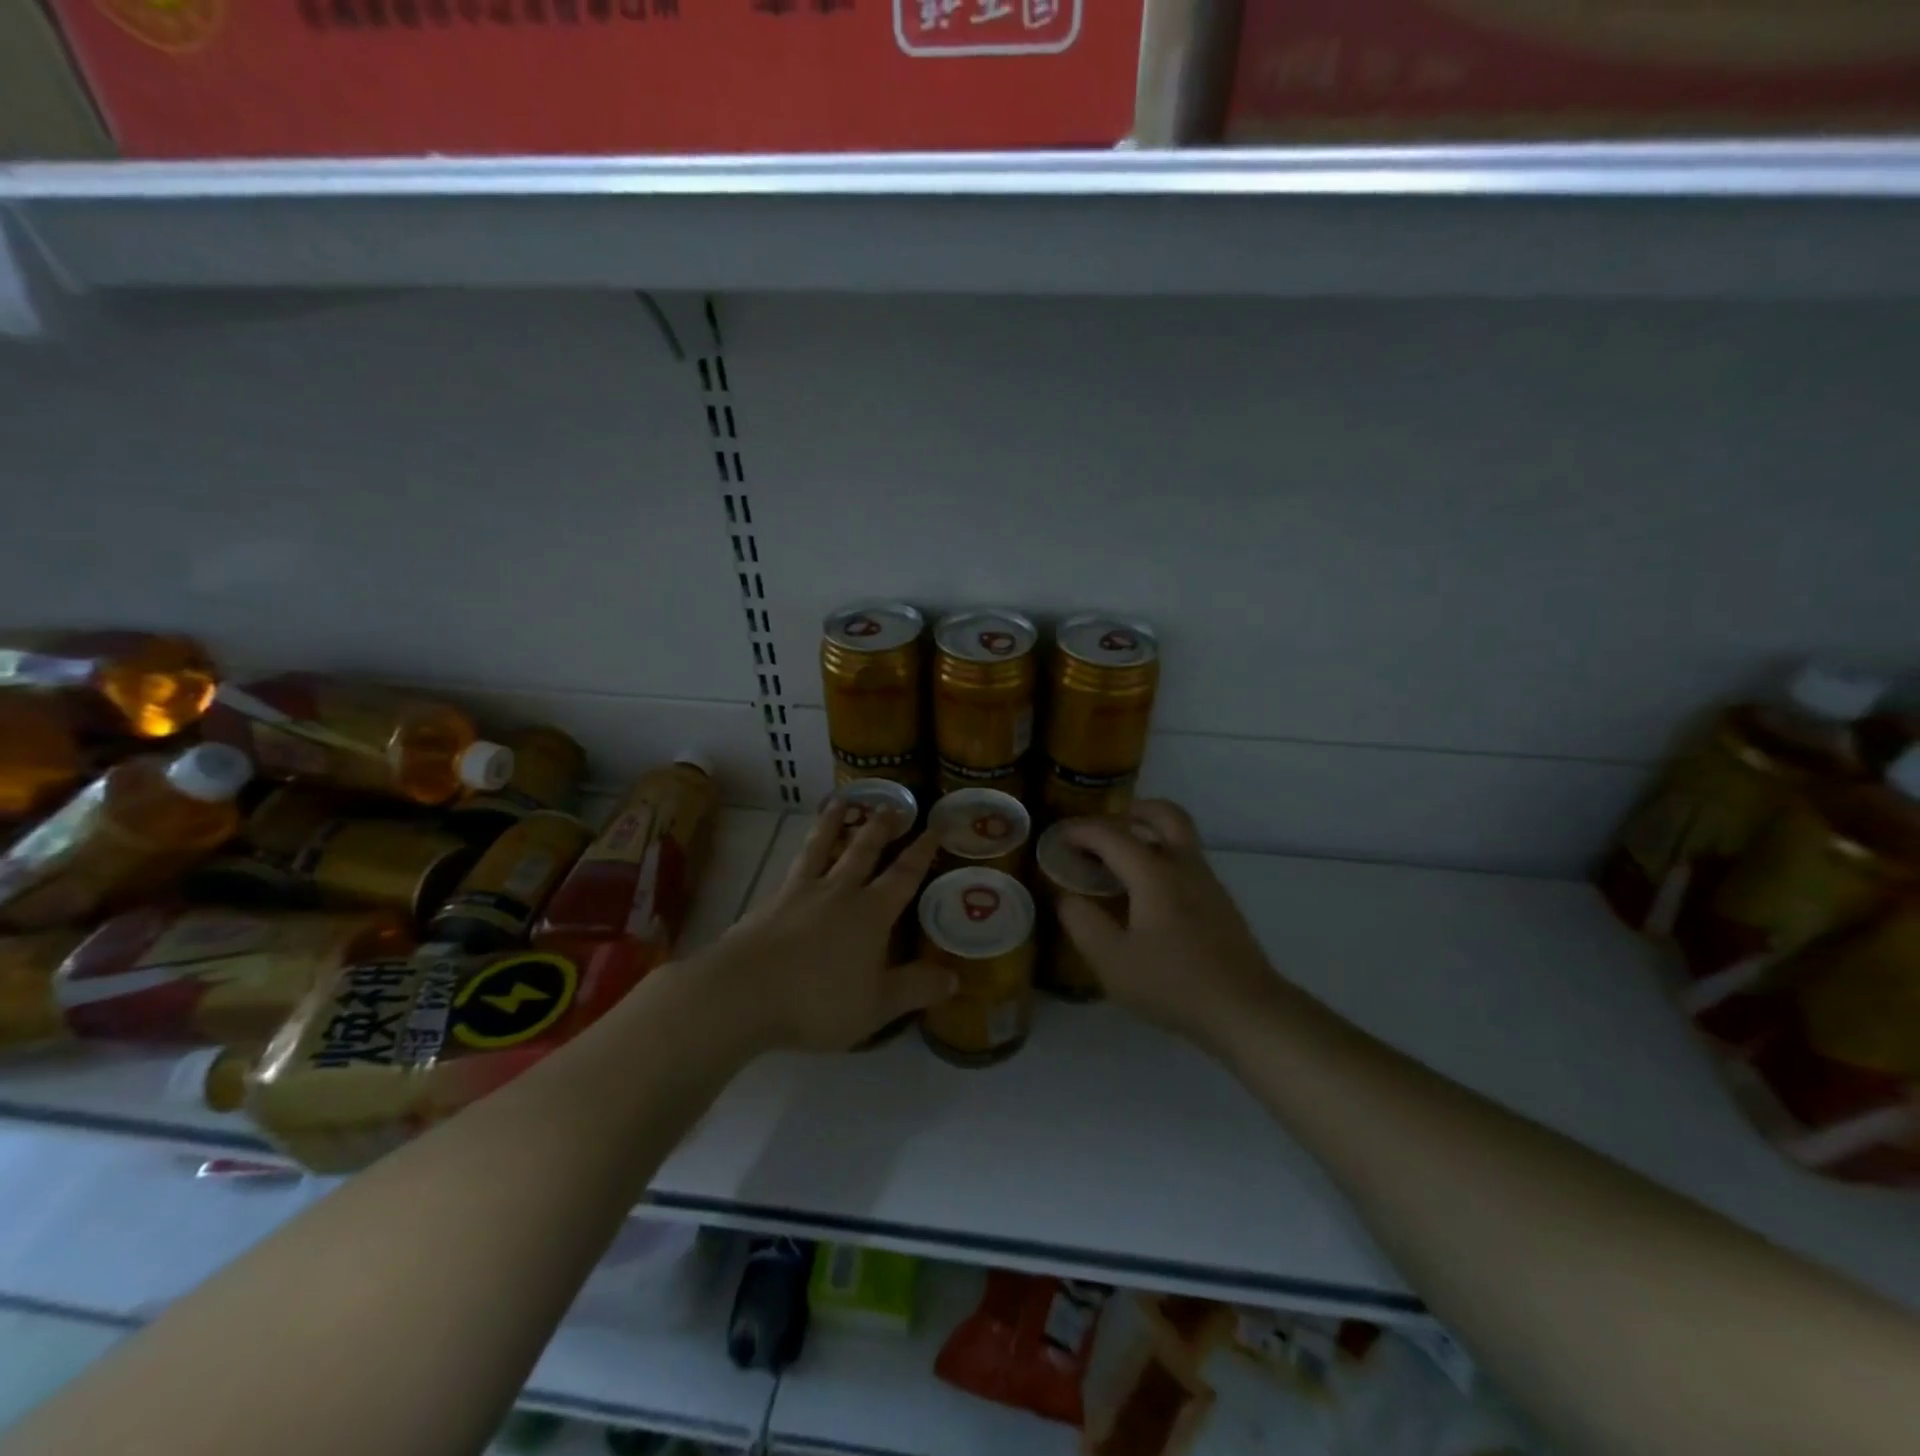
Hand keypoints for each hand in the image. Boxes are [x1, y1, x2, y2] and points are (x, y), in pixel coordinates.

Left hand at [703, 803, 953, 1053]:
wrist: (743, 992)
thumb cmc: (818, 1000)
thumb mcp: (877, 1005)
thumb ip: (916, 989)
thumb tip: (954, 979)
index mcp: (871, 913)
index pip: (904, 874)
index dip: (923, 850)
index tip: (936, 825)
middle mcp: (839, 892)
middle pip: (864, 850)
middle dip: (880, 827)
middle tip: (891, 804)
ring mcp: (801, 892)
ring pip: (823, 846)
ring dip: (834, 823)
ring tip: (841, 801)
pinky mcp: (771, 901)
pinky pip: (794, 864)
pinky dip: (803, 850)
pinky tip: (799, 852)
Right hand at [1057, 801, 1282, 1052]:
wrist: (1246, 1010)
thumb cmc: (1174, 984)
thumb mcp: (1112, 961)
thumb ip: (1082, 923)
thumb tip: (1065, 896)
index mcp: (1155, 873)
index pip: (1111, 835)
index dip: (1080, 831)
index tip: (1057, 837)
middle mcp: (1184, 866)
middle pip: (1165, 814)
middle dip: (1132, 811)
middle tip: (1105, 829)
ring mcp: (1208, 883)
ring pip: (1180, 838)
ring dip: (1149, 836)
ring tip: (1119, 864)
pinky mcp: (1221, 904)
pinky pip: (1187, 864)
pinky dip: (1163, 861)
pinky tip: (1147, 897)